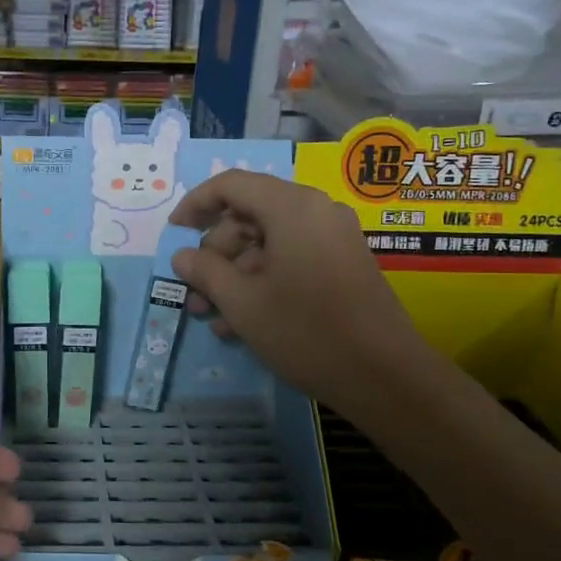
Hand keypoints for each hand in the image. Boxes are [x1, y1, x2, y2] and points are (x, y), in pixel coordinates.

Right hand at [168, 170, 429, 415]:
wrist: (386, 376)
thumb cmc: (306, 331)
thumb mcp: (243, 303)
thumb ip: (206, 271)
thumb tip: (182, 256)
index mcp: (291, 207)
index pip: (231, 184)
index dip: (196, 204)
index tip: (174, 233)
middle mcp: (315, 212)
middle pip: (249, 215)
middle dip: (215, 254)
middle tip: (193, 292)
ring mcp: (333, 239)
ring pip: (268, 243)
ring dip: (234, 275)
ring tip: (211, 317)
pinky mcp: (343, 265)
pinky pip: (291, 260)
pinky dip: (262, 282)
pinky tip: (241, 323)